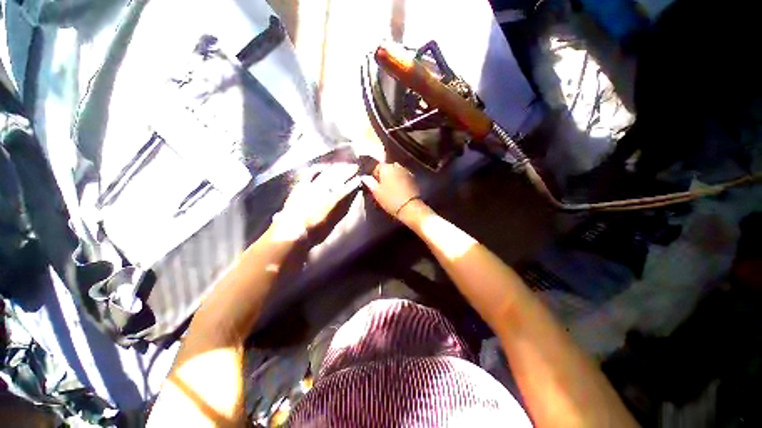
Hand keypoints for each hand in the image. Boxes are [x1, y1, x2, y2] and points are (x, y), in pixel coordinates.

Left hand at [273, 163, 358, 241]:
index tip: (360, 178)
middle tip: (355, 167)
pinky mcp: (301, 185)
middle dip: (348, 171)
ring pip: (327, 173)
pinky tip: (322, 167)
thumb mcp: (334, 221)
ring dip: (336, 168)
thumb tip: (351, 196)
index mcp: (335, 198)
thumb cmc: (316, 230)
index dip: (355, 182)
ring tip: (342, 165)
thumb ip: (343, 207)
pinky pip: (310, 173)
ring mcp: (312, 185)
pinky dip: (317, 169)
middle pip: (339, 176)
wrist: (292, 231)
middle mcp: (325, 188)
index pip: (348, 186)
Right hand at [361, 162, 420, 218]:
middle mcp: (397, 166)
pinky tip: (399, 190)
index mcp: (387, 168)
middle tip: (382, 188)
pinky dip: (400, 181)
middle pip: (387, 169)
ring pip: (396, 173)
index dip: (374, 176)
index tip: (374, 185)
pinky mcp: (413, 179)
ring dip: (393, 179)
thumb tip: (365, 177)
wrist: (410, 208)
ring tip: (391, 190)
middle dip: (384, 177)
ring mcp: (407, 172)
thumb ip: (369, 182)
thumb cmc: (390, 200)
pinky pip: (403, 177)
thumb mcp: (376, 192)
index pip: (377, 167)